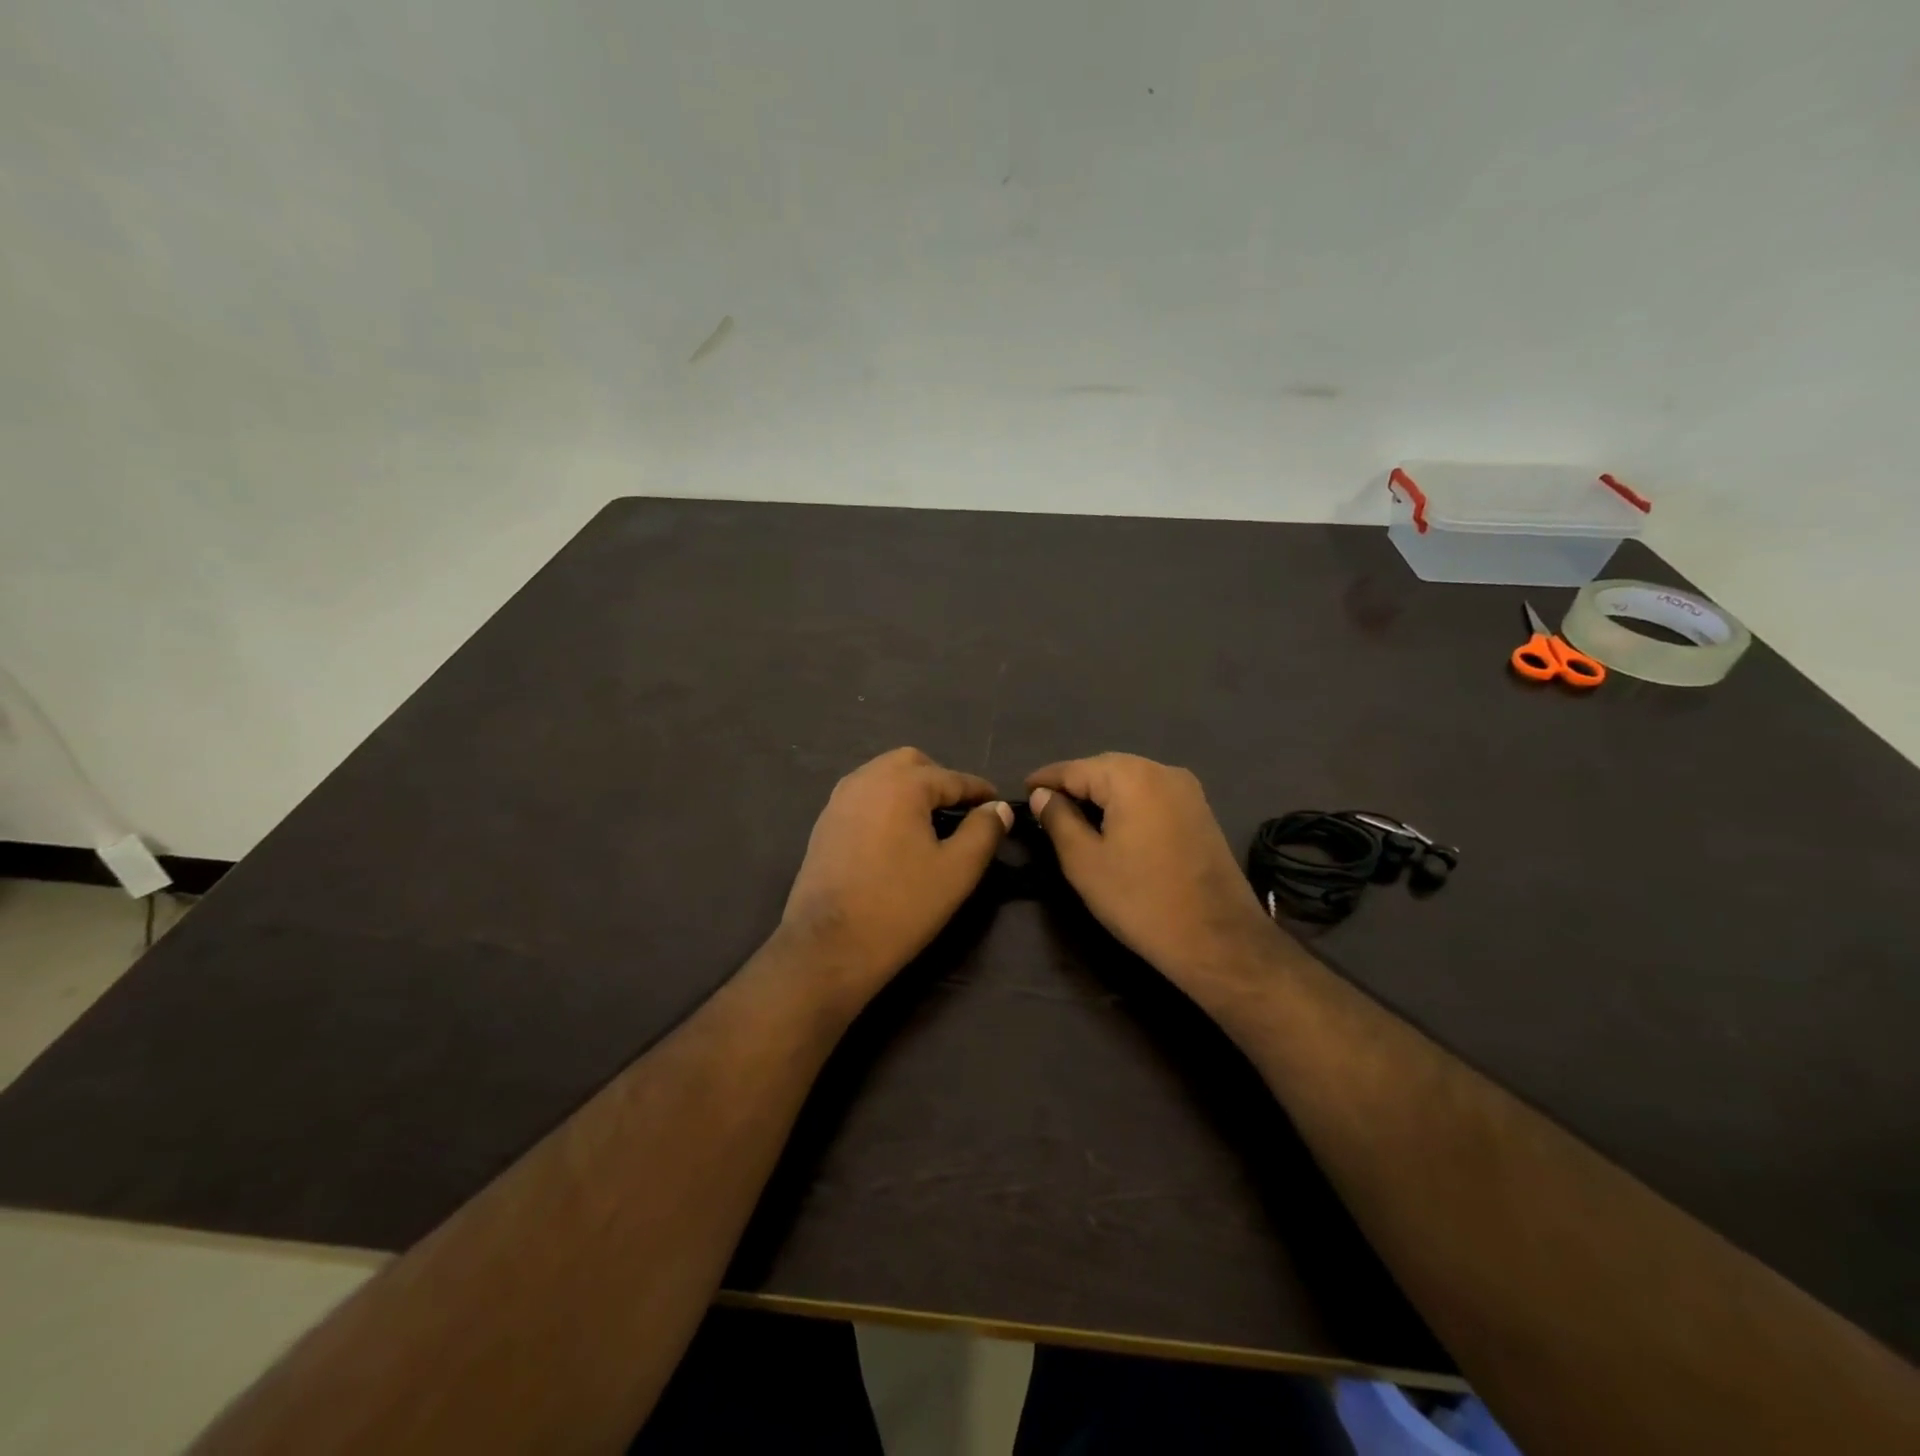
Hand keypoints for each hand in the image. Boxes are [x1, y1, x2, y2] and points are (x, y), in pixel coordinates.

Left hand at [779, 748, 1011, 1006]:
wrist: (829, 946)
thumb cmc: (900, 906)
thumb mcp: (957, 871)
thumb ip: (983, 832)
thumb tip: (998, 808)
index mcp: (902, 784)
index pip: (952, 778)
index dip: (979, 791)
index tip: (998, 802)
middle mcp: (868, 779)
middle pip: (912, 763)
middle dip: (940, 779)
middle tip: (961, 809)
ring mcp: (840, 799)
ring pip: (883, 775)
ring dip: (910, 788)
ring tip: (931, 820)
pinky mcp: (825, 822)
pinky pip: (863, 795)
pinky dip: (886, 802)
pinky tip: (896, 833)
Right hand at [1026, 754, 1277, 998]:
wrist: (1218, 939)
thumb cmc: (1140, 900)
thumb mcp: (1084, 862)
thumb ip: (1058, 820)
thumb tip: (1043, 796)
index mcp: (1132, 777)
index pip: (1075, 768)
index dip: (1046, 779)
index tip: (1022, 790)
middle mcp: (1162, 770)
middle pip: (1105, 768)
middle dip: (1074, 784)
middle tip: (1044, 805)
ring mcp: (1187, 789)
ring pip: (1130, 780)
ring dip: (1100, 794)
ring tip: (1072, 815)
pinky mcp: (1200, 811)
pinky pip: (1152, 795)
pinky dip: (1126, 803)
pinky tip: (1111, 824)